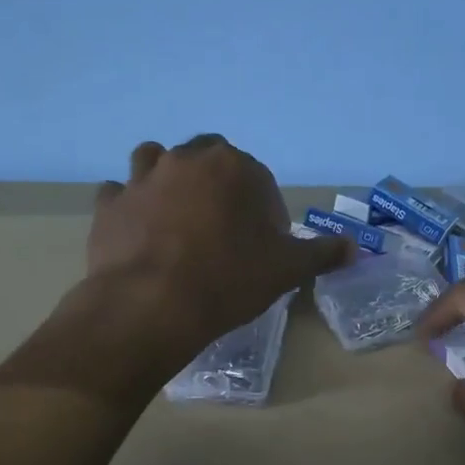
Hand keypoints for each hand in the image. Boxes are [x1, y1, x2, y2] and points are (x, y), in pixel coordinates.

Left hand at [87, 134, 349, 354]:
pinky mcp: (109, 204)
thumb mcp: (286, 270)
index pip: (257, 178)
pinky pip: (120, 193)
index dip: (263, 209)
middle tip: (222, 227)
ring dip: (167, 179)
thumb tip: (355, 248)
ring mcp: (141, 178)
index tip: (262, 241)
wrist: (151, 306)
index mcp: (233, 166)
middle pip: (207, 158)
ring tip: (176, 218)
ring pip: (156, 160)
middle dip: (216, 184)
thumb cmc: (228, 280)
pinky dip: (129, 205)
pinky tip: (138, 231)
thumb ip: (322, 253)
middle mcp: (186, 160)